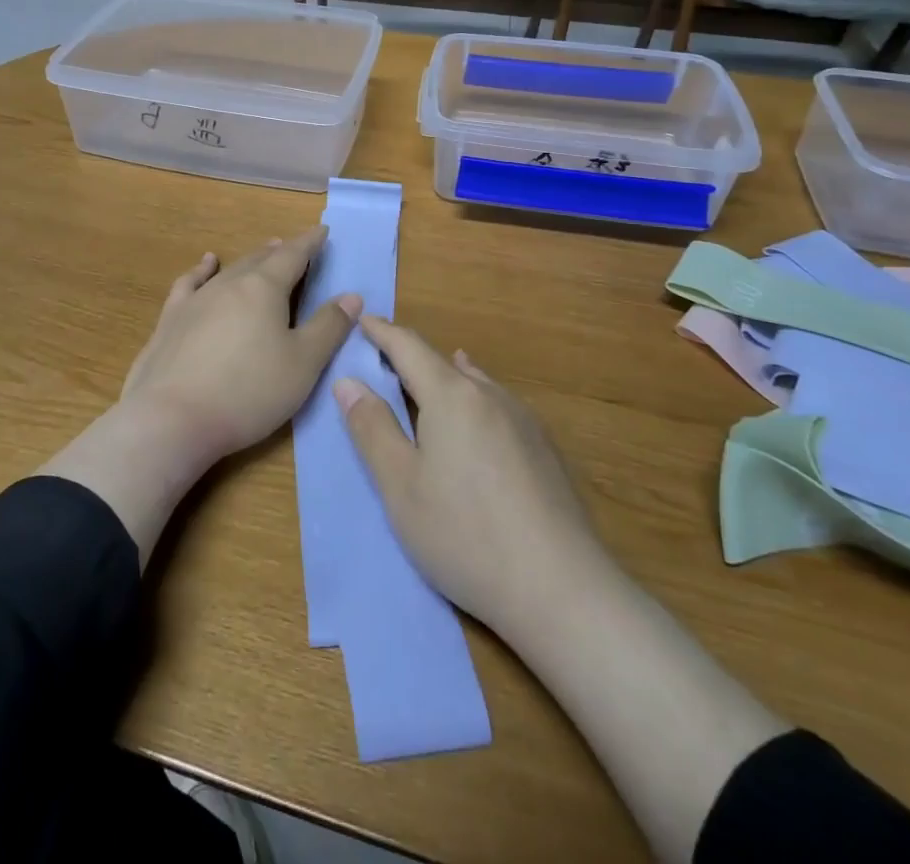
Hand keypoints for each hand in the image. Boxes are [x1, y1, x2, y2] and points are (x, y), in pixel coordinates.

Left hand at [121, 226, 360, 471]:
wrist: (172, 418)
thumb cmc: (248, 391)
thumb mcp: (303, 364)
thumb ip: (328, 327)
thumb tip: (351, 296)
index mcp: (264, 288)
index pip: (293, 256)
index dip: (310, 243)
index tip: (322, 231)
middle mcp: (229, 284)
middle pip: (260, 260)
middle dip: (280, 252)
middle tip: (293, 246)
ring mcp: (195, 300)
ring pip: (228, 270)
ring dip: (249, 259)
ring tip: (261, 252)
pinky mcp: (170, 321)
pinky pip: (190, 283)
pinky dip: (201, 270)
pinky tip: (205, 266)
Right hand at [335, 316, 609, 649]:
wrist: (562, 589)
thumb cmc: (465, 534)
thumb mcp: (400, 486)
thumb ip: (372, 429)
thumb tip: (348, 381)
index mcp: (451, 396)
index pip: (409, 347)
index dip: (382, 332)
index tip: (363, 320)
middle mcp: (490, 395)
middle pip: (442, 362)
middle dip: (410, 356)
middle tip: (384, 358)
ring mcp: (524, 420)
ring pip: (474, 382)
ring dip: (444, 376)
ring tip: (428, 376)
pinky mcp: (545, 448)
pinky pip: (497, 405)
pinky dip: (473, 398)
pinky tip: (478, 416)